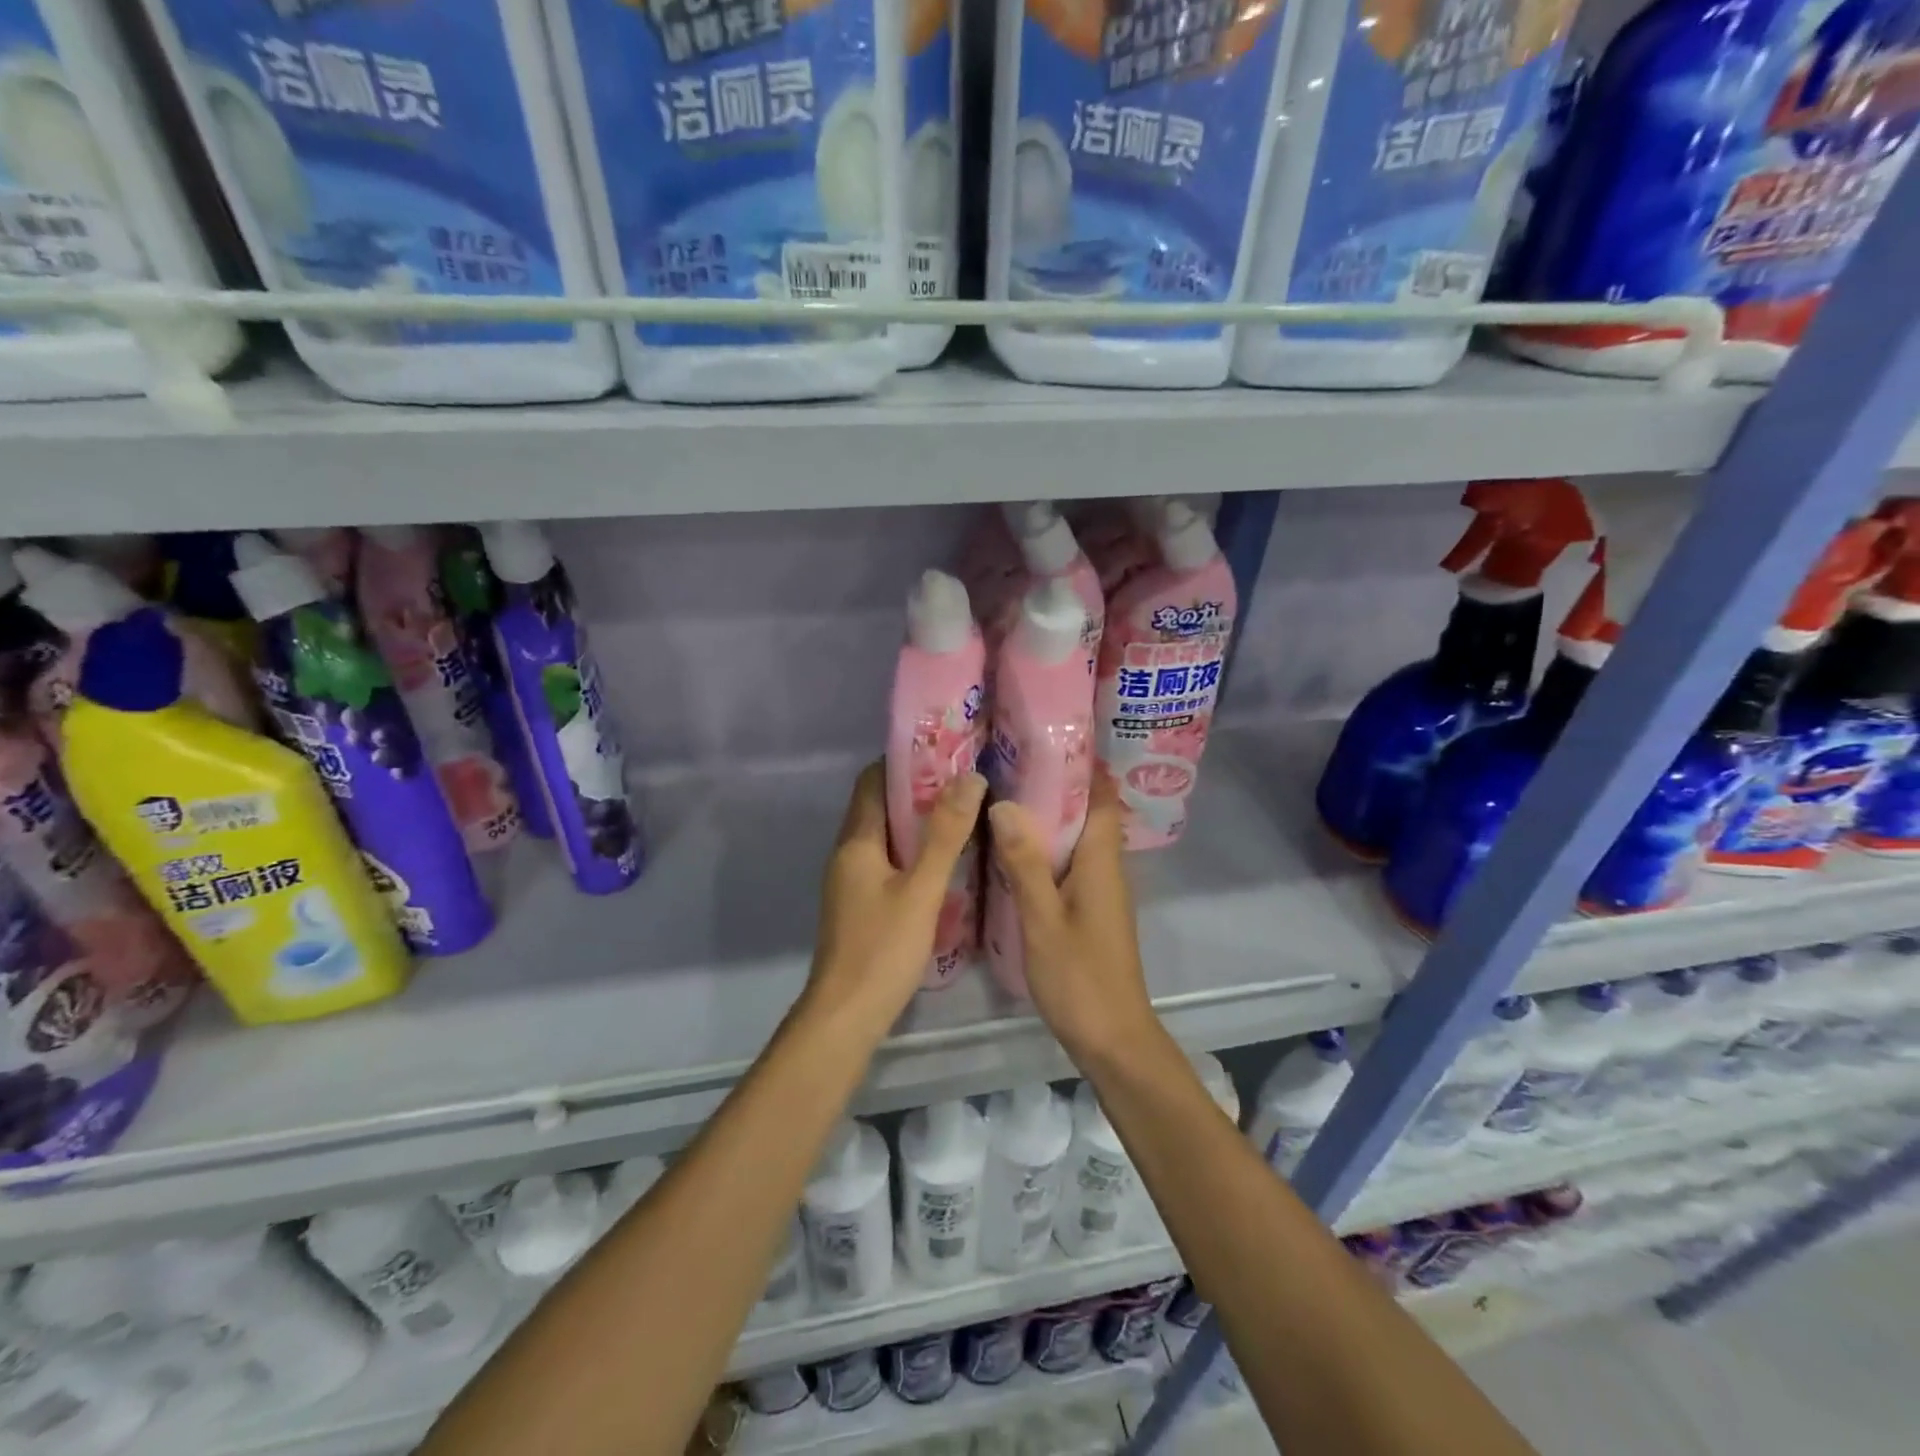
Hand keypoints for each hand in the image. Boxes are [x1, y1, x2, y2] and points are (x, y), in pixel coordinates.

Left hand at [805, 763, 986, 1035]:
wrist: (846, 1015)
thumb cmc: (883, 947)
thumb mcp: (922, 888)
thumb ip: (945, 834)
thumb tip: (969, 777)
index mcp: (856, 841)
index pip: (873, 781)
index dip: (905, 762)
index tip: (946, 753)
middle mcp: (848, 853)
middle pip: (880, 807)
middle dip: (918, 791)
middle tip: (966, 783)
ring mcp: (852, 881)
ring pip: (886, 837)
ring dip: (918, 823)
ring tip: (963, 815)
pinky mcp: (861, 905)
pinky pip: (888, 863)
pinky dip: (914, 853)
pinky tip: (946, 863)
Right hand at [987, 772, 1159, 1063]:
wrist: (1113, 1039)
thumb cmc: (1080, 978)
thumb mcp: (1043, 919)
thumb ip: (1025, 862)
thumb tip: (1004, 803)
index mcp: (1102, 861)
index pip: (1099, 794)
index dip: (1078, 763)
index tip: (1041, 738)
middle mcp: (1106, 867)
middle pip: (1086, 811)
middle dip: (1052, 784)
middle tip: (1004, 762)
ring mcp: (1098, 890)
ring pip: (1074, 838)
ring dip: (1046, 816)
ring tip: (1000, 795)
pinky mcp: (1088, 909)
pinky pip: (1067, 863)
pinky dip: (1043, 848)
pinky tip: (1008, 850)